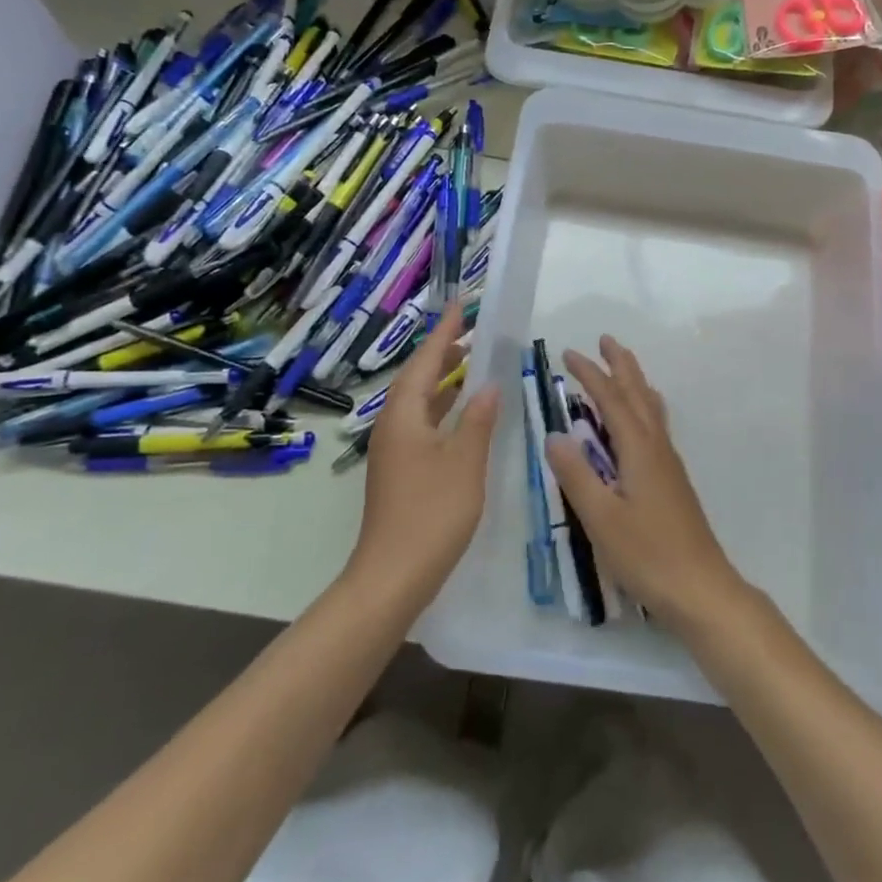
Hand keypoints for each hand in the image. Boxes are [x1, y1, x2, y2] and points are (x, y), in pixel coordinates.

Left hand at [349, 302, 499, 606]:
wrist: (392, 577)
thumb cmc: (431, 514)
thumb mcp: (465, 462)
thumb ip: (478, 420)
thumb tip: (488, 385)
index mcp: (404, 416)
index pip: (426, 362)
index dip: (444, 333)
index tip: (459, 305)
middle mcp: (392, 426)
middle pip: (417, 378)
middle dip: (442, 352)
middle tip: (469, 331)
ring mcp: (394, 450)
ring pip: (419, 402)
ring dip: (442, 380)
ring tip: (469, 362)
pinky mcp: (400, 470)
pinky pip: (421, 423)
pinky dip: (442, 408)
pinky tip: (462, 414)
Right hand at [544, 336, 747, 628]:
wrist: (700, 589)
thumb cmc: (647, 554)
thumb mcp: (601, 517)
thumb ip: (576, 475)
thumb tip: (554, 434)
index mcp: (639, 449)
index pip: (612, 400)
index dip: (591, 374)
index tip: (569, 353)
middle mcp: (657, 447)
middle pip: (639, 394)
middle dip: (621, 365)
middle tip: (606, 340)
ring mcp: (669, 464)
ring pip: (651, 409)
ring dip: (635, 382)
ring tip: (624, 368)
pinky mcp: (673, 481)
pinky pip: (656, 426)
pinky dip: (644, 407)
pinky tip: (642, 421)